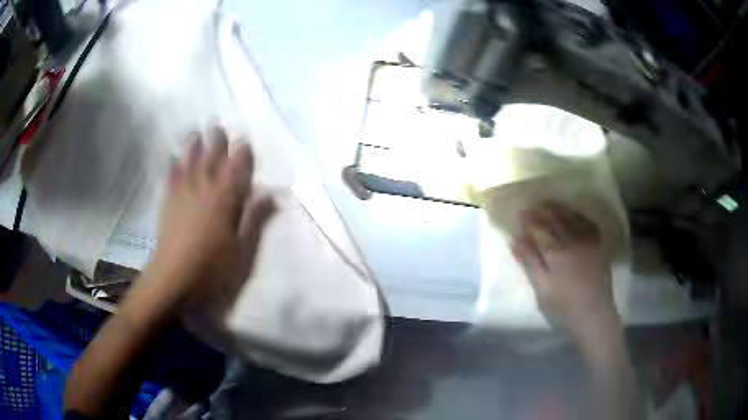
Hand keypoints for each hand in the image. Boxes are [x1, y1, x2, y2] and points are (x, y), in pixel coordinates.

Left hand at [142, 126, 274, 310]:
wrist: (174, 277)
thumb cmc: (212, 267)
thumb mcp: (242, 249)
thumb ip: (256, 218)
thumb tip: (273, 194)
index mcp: (225, 197)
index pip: (237, 167)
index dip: (242, 152)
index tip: (245, 139)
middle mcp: (204, 186)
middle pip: (212, 157)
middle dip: (217, 141)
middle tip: (219, 127)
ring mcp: (183, 192)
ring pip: (189, 160)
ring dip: (193, 145)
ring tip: (196, 133)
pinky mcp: (168, 201)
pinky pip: (170, 176)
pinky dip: (171, 164)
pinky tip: (171, 158)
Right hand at [512, 202, 617, 338]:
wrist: (594, 314)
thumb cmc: (564, 306)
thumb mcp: (542, 289)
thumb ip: (530, 263)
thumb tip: (515, 240)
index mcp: (556, 254)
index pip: (540, 230)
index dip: (530, 220)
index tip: (522, 212)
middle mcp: (573, 242)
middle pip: (556, 220)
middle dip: (543, 210)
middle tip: (534, 204)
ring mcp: (588, 242)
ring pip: (572, 218)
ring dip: (560, 209)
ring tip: (550, 204)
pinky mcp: (599, 245)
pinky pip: (588, 223)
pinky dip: (579, 216)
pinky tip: (573, 215)